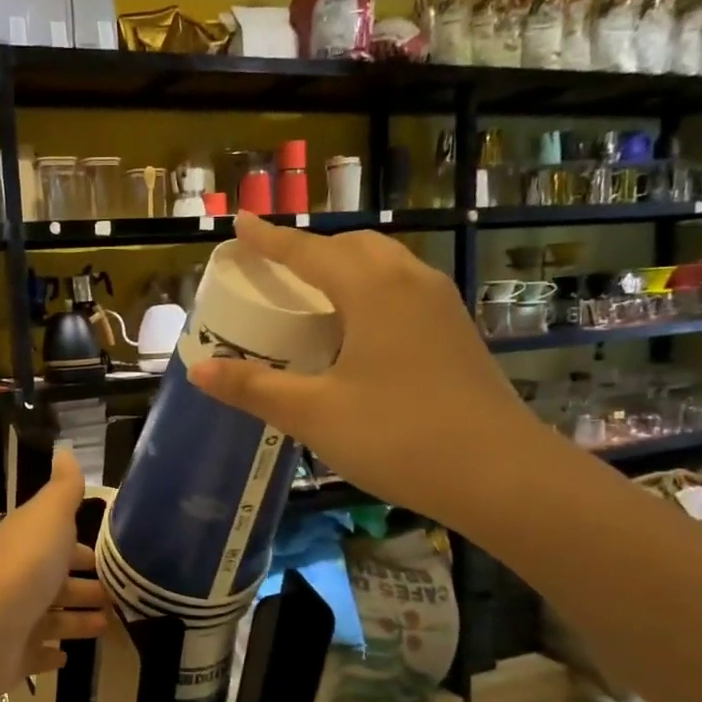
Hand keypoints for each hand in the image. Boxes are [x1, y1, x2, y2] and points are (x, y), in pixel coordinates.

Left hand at [0, 446, 105, 701]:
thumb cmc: (22, 568)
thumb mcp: (48, 517)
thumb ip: (63, 488)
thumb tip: (65, 448)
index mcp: (29, 543)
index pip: (60, 540)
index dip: (85, 546)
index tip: (118, 555)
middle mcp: (20, 578)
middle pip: (59, 580)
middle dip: (89, 584)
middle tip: (125, 594)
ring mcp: (15, 619)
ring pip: (53, 617)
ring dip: (78, 618)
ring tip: (111, 623)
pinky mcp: (12, 657)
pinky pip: (36, 653)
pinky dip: (51, 653)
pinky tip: (67, 657)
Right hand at [187, 212, 549, 525]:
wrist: (502, 476)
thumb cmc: (399, 437)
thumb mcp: (314, 414)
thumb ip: (254, 388)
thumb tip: (199, 371)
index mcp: (373, 291)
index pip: (309, 251)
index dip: (270, 239)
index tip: (241, 224)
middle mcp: (410, 284)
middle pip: (353, 247)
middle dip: (310, 249)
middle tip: (274, 267)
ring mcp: (441, 308)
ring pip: (384, 266)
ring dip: (343, 267)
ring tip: (312, 293)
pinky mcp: (456, 334)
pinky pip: (402, 291)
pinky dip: (368, 291)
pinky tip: (356, 330)